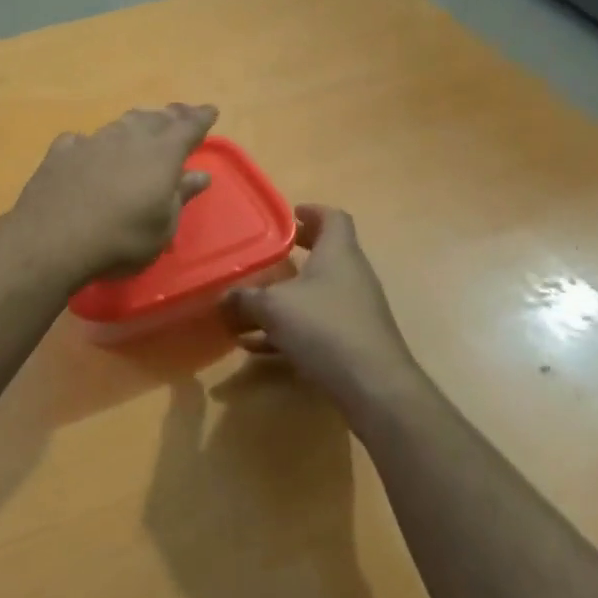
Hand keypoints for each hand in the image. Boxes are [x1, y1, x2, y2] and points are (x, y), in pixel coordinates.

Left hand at [13, 104, 218, 284]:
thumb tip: (200, 175)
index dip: (201, 118)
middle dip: (170, 115)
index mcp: (161, 154)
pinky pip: (82, 140)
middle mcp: (128, 138)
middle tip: (179, 113)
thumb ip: (181, 196)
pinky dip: (91, 143)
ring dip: (135, 123)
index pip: (188, 127)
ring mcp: (92, 141)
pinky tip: (86, 149)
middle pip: (154, 119)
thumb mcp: (163, 227)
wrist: (52, 239)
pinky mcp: (62, 152)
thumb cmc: (121, 239)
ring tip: (142, 124)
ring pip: (120, 124)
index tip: (210, 110)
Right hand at [226, 206, 423, 406]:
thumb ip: (244, 298)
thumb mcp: (273, 307)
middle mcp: (351, 275)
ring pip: (317, 293)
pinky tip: (258, 346)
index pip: (333, 218)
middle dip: (296, 253)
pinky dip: (290, 328)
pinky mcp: (353, 340)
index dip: (312, 211)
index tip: (289, 214)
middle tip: (269, 254)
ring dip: (287, 296)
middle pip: (325, 254)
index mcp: (338, 253)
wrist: (373, 386)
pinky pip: (317, 324)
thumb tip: (223, 296)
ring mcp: (356, 309)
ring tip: (252, 305)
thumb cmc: (324, 328)